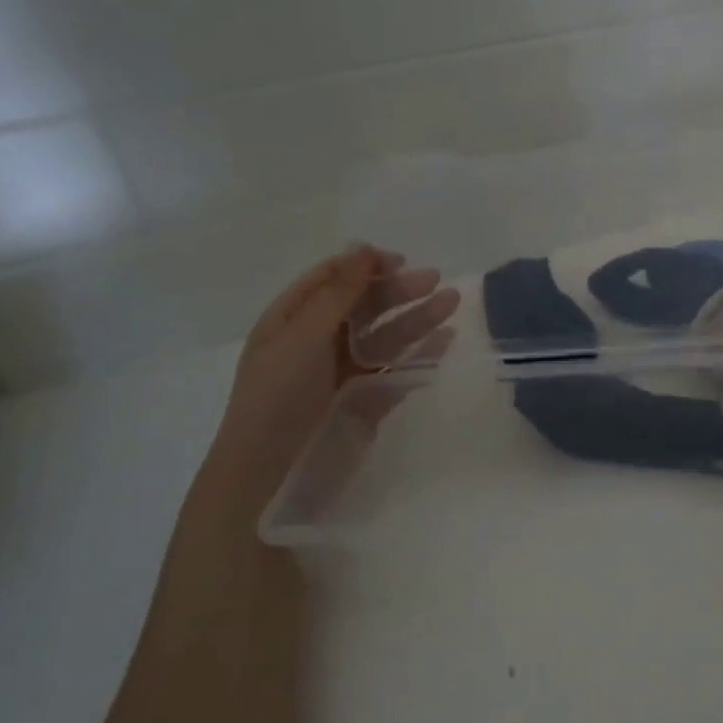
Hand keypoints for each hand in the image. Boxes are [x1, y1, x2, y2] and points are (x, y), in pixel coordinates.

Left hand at [209, 246, 459, 503]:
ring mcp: (344, 372)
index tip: (399, 261)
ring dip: (417, 318)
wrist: (271, 472)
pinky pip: (397, 369)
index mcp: (293, 319)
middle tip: (435, 281)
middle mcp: (319, 341)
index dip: (364, 265)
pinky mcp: (366, 399)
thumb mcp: (303, 335)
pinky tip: (445, 341)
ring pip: (386, 336)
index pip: (331, 279)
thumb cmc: (279, 396)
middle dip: (397, 290)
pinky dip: (421, 354)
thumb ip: (338, 294)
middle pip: (364, 305)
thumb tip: (363, 249)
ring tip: (451, 303)